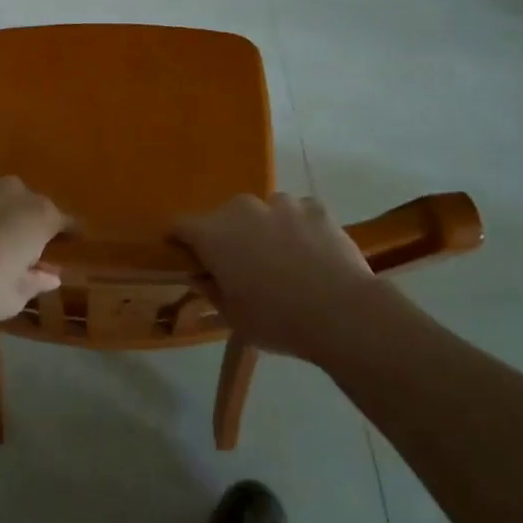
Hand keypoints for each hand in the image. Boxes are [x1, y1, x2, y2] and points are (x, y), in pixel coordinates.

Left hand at [0, 169, 68, 327]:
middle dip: (19, 222)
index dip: (66, 234)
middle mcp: (11, 189)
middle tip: (5, 249)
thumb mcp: (11, 299)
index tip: (67, 243)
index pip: (63, 221)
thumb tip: (51, 275)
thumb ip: (34, 283)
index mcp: (37, 216)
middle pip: (23, 203)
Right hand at [175, 193, 381, 357]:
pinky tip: (313, 255)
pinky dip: (299, 229)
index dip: (180, 241)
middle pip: (224, 217)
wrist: (342, 312)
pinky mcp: (315, 207)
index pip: (180, 225)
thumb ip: (211, 290)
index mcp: (214, 233)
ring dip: (265, 230)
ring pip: (264, 212)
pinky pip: (298, 214)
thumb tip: (202, 275)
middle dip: (229, 237)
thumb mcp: (233, 317)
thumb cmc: (277, 319)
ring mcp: (281, 203)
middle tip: (243, 268)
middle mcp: (242, 208)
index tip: (189, 258)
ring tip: (284, 262)